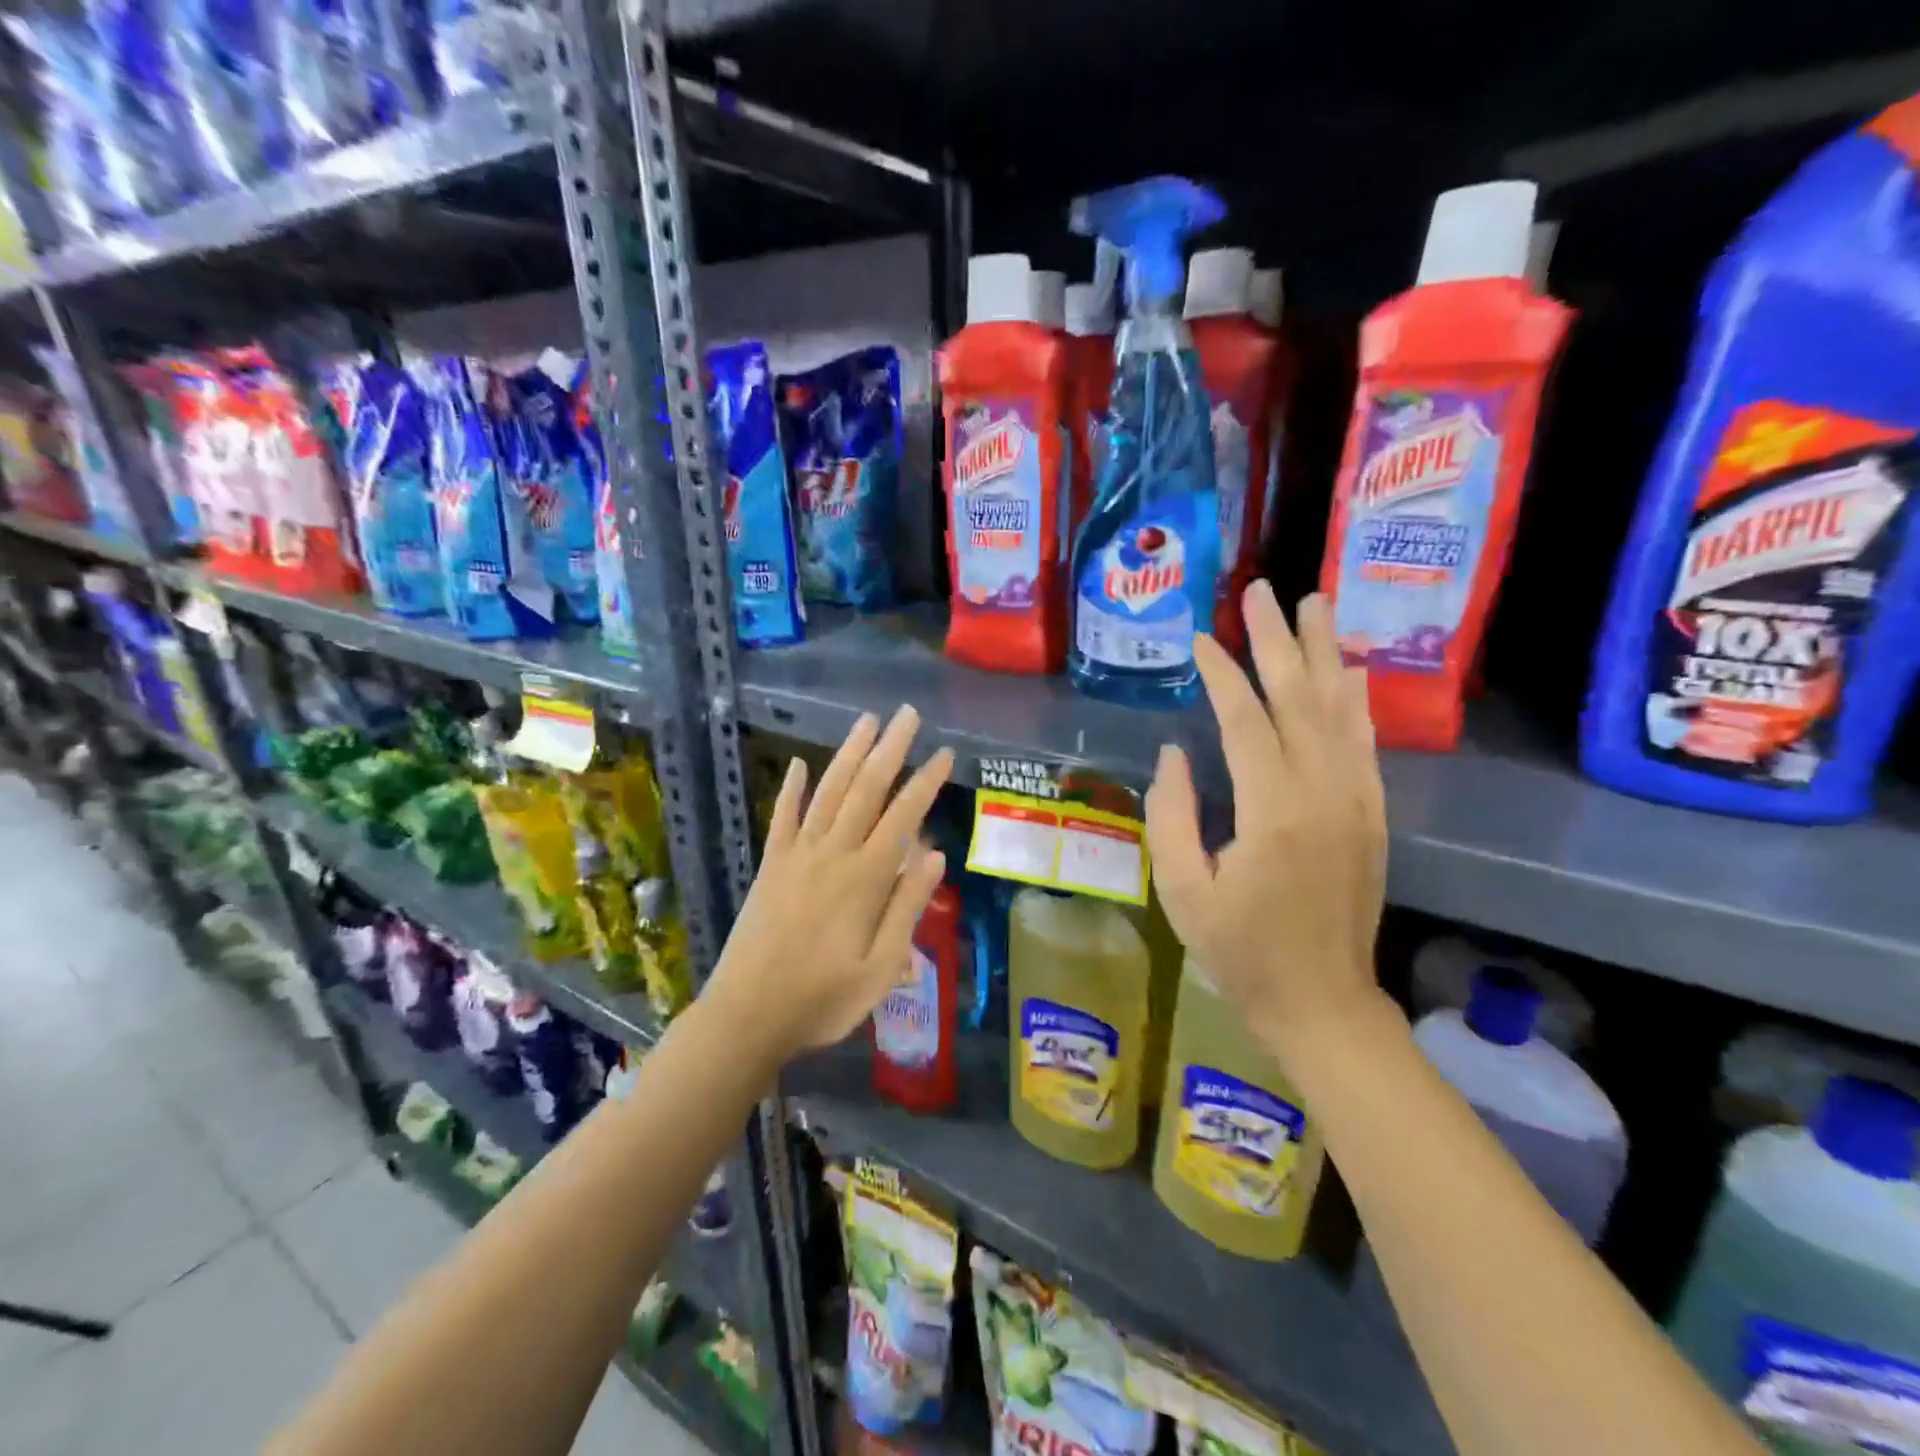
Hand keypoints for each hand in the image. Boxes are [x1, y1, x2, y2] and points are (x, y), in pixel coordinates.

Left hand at [708, 706, 953, 1062]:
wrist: (747, 1016)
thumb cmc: (823, 999)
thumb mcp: (881, 968)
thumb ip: (907, 908)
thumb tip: (936, 856)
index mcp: (864, 879)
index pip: (903, 818)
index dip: (925, 782)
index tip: (944, 753)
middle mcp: (832, 855)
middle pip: (866, 790)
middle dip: (890, 749)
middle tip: (908, 714)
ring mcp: (796, 856)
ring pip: (828, 793)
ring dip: (848, 754)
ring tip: (867, 721)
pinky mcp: (770, 866)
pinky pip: (782, 818)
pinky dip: (792, 789)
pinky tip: (801, 764)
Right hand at [1146, 584, 1389, 1055]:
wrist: (1322, 1001)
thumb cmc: (1240, 951)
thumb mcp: (1181, 891)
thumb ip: (1170, 816)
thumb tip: (1173, 753)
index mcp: (1271, 813)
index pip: (1246, 722)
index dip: (1223, 675)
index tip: (1201, 639)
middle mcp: (1322, 794)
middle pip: (1299, 699)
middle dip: (1277, 640)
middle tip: (1261, 591)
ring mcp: (1355, 801)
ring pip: (1339, 710)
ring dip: (1322, 653)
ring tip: (1313, 603)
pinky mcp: (1370, 814)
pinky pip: (1363, 743)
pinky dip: (1355, 699)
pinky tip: (1346, 670)